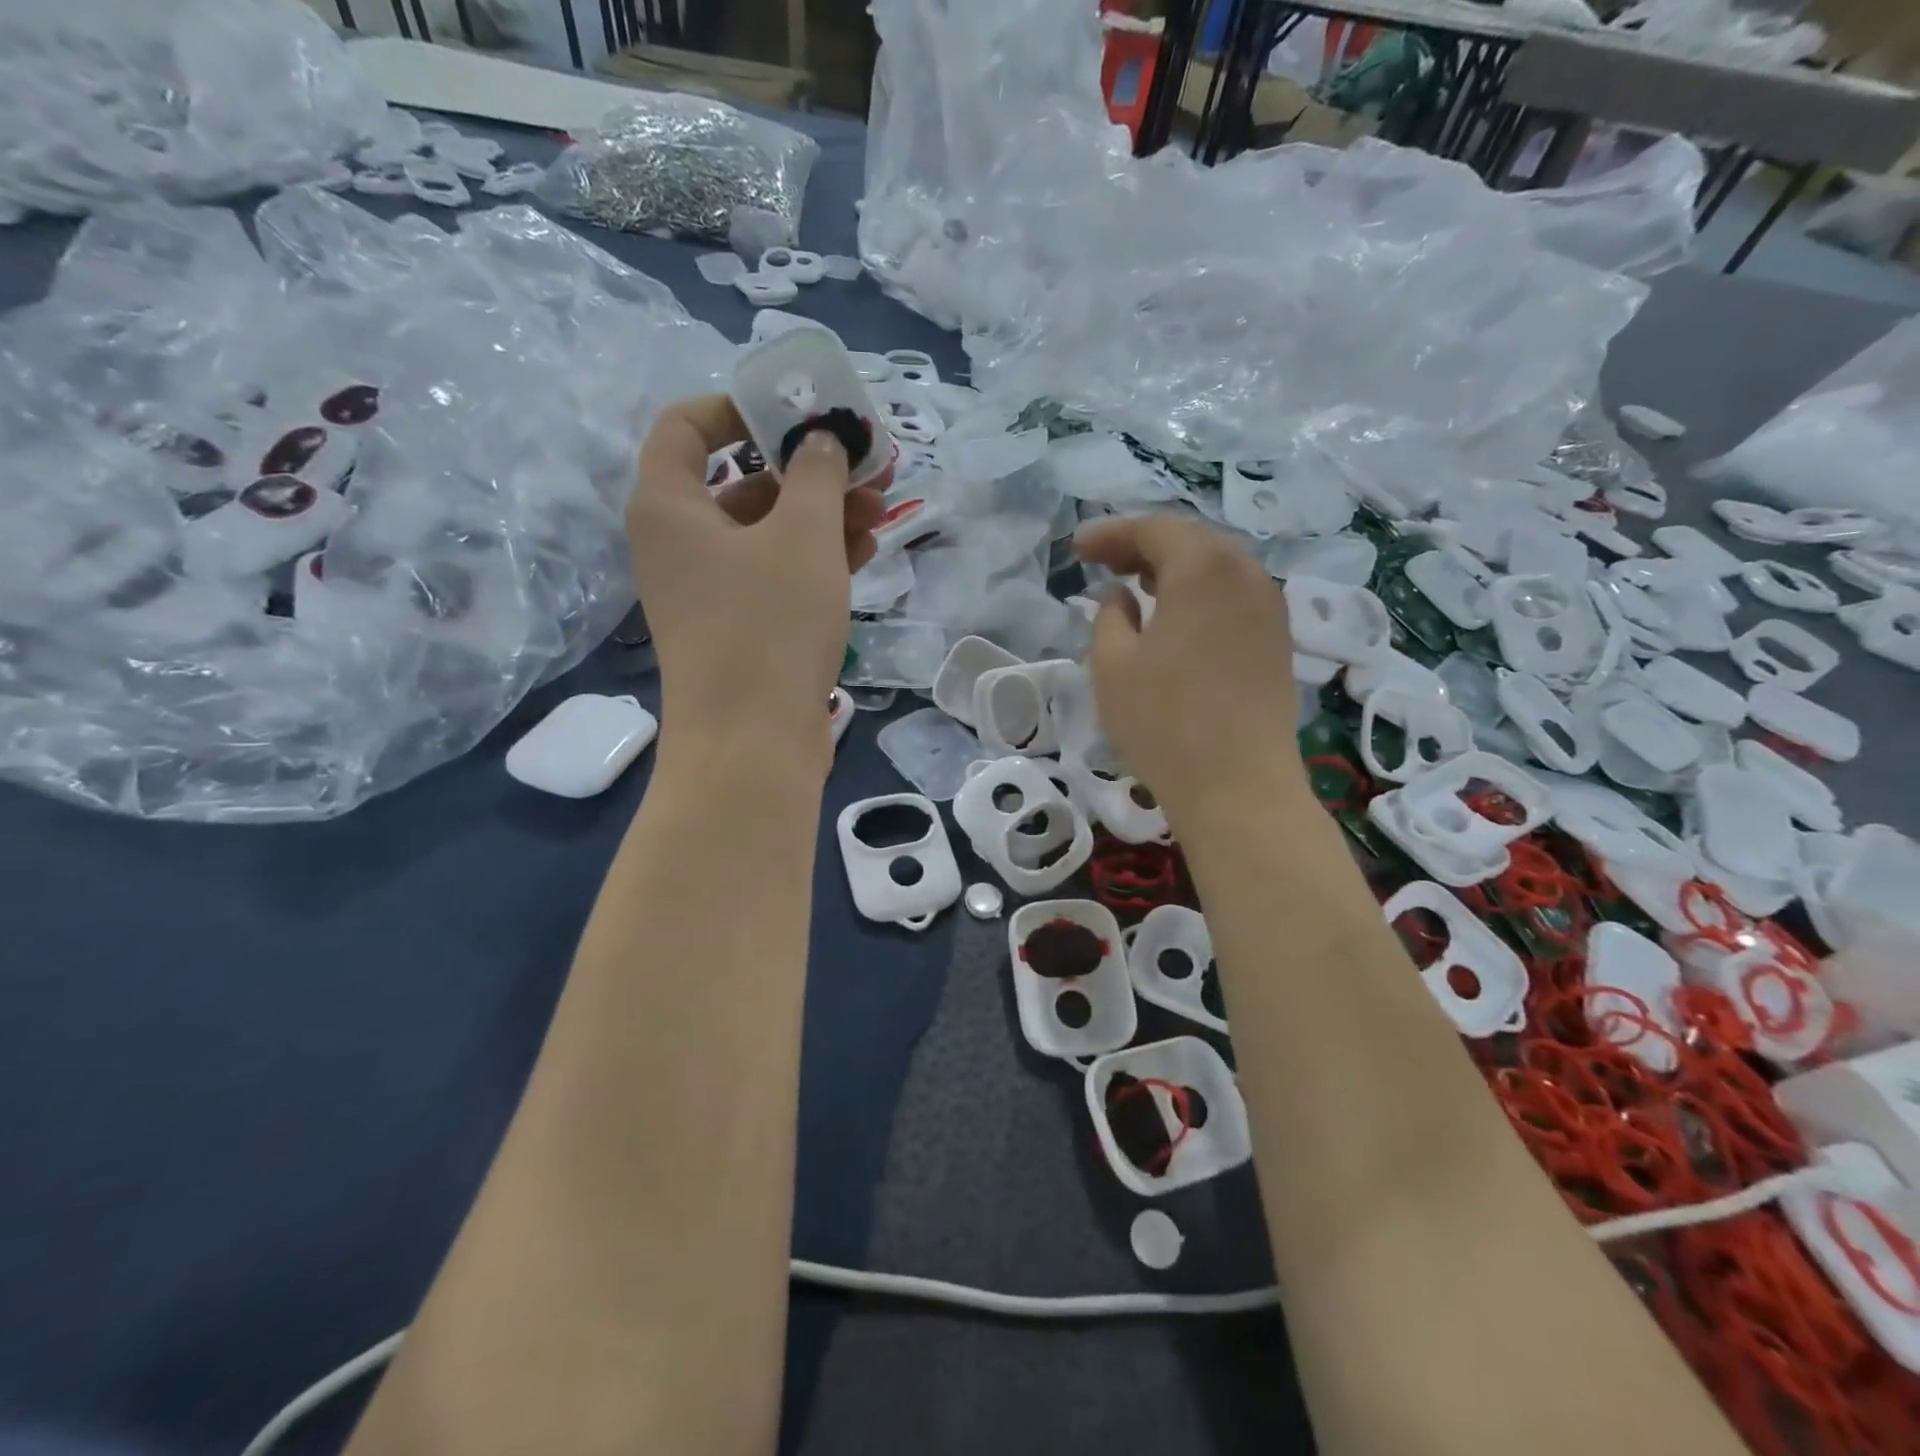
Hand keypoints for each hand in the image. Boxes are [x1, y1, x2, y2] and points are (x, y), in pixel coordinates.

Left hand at [629, 395, 884, 736]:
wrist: (753, 743)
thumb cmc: (769, 624)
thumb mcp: (803, 535)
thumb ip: (816, 473)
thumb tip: (821, 441)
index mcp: (669, 505)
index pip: (687, 426)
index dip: (740, 408)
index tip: (797, 413)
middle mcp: (679, 543)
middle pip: (740, 481)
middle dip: (806, 468)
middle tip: (865, 464)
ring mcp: (709, 590)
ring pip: (766, 531)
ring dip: (821, 514)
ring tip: (881, 508)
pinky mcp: (739, 627)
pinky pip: (774, 574)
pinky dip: (814, 557)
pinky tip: (866, 549)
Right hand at [1075, 515, 1307, 824]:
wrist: (1238, 786)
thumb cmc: (1164, 722)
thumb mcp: (1112, 665)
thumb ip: (1109, 616)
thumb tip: (1121, 596)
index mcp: (1203, 569)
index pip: (1154, 530)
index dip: (1111, 534)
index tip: (1078, 548)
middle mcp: (1246, 575)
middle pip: (1192, 541)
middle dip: (1144, 546)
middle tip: (1104, 562)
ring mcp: (1270, 608)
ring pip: (1218, 568)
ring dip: (1175, 569)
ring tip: (1137, 585)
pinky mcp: (1278, 641)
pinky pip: (1234, 596)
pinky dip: (1200, 593)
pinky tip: (1177, 617)